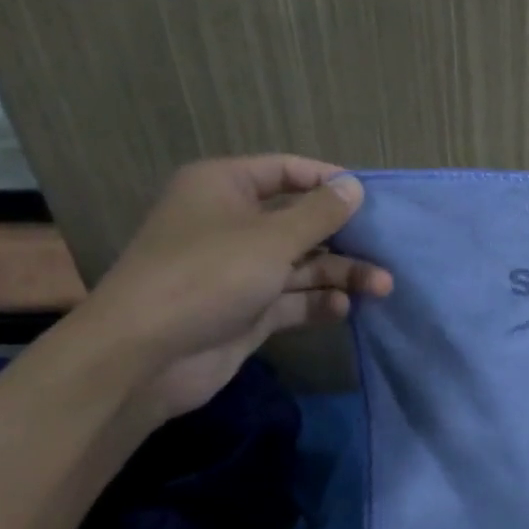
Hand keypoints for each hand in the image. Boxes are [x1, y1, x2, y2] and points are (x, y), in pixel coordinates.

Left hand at [72, 156, 391, 424]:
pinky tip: (343, 309)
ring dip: (340, 274)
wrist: (143, 356)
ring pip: (301, 264)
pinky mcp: (245, 310)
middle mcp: (232, 223)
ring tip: (382, 287)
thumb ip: (319, 213)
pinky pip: (290, 299)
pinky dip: (317, 303)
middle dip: (343, 238)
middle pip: (299, 221)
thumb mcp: (272, 237)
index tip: (370, 198)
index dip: (329, 181)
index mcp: (225, 187)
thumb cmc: (208, 275)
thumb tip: (354, 186)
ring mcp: (238, 270)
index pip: (286, 171)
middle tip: (386, 250)